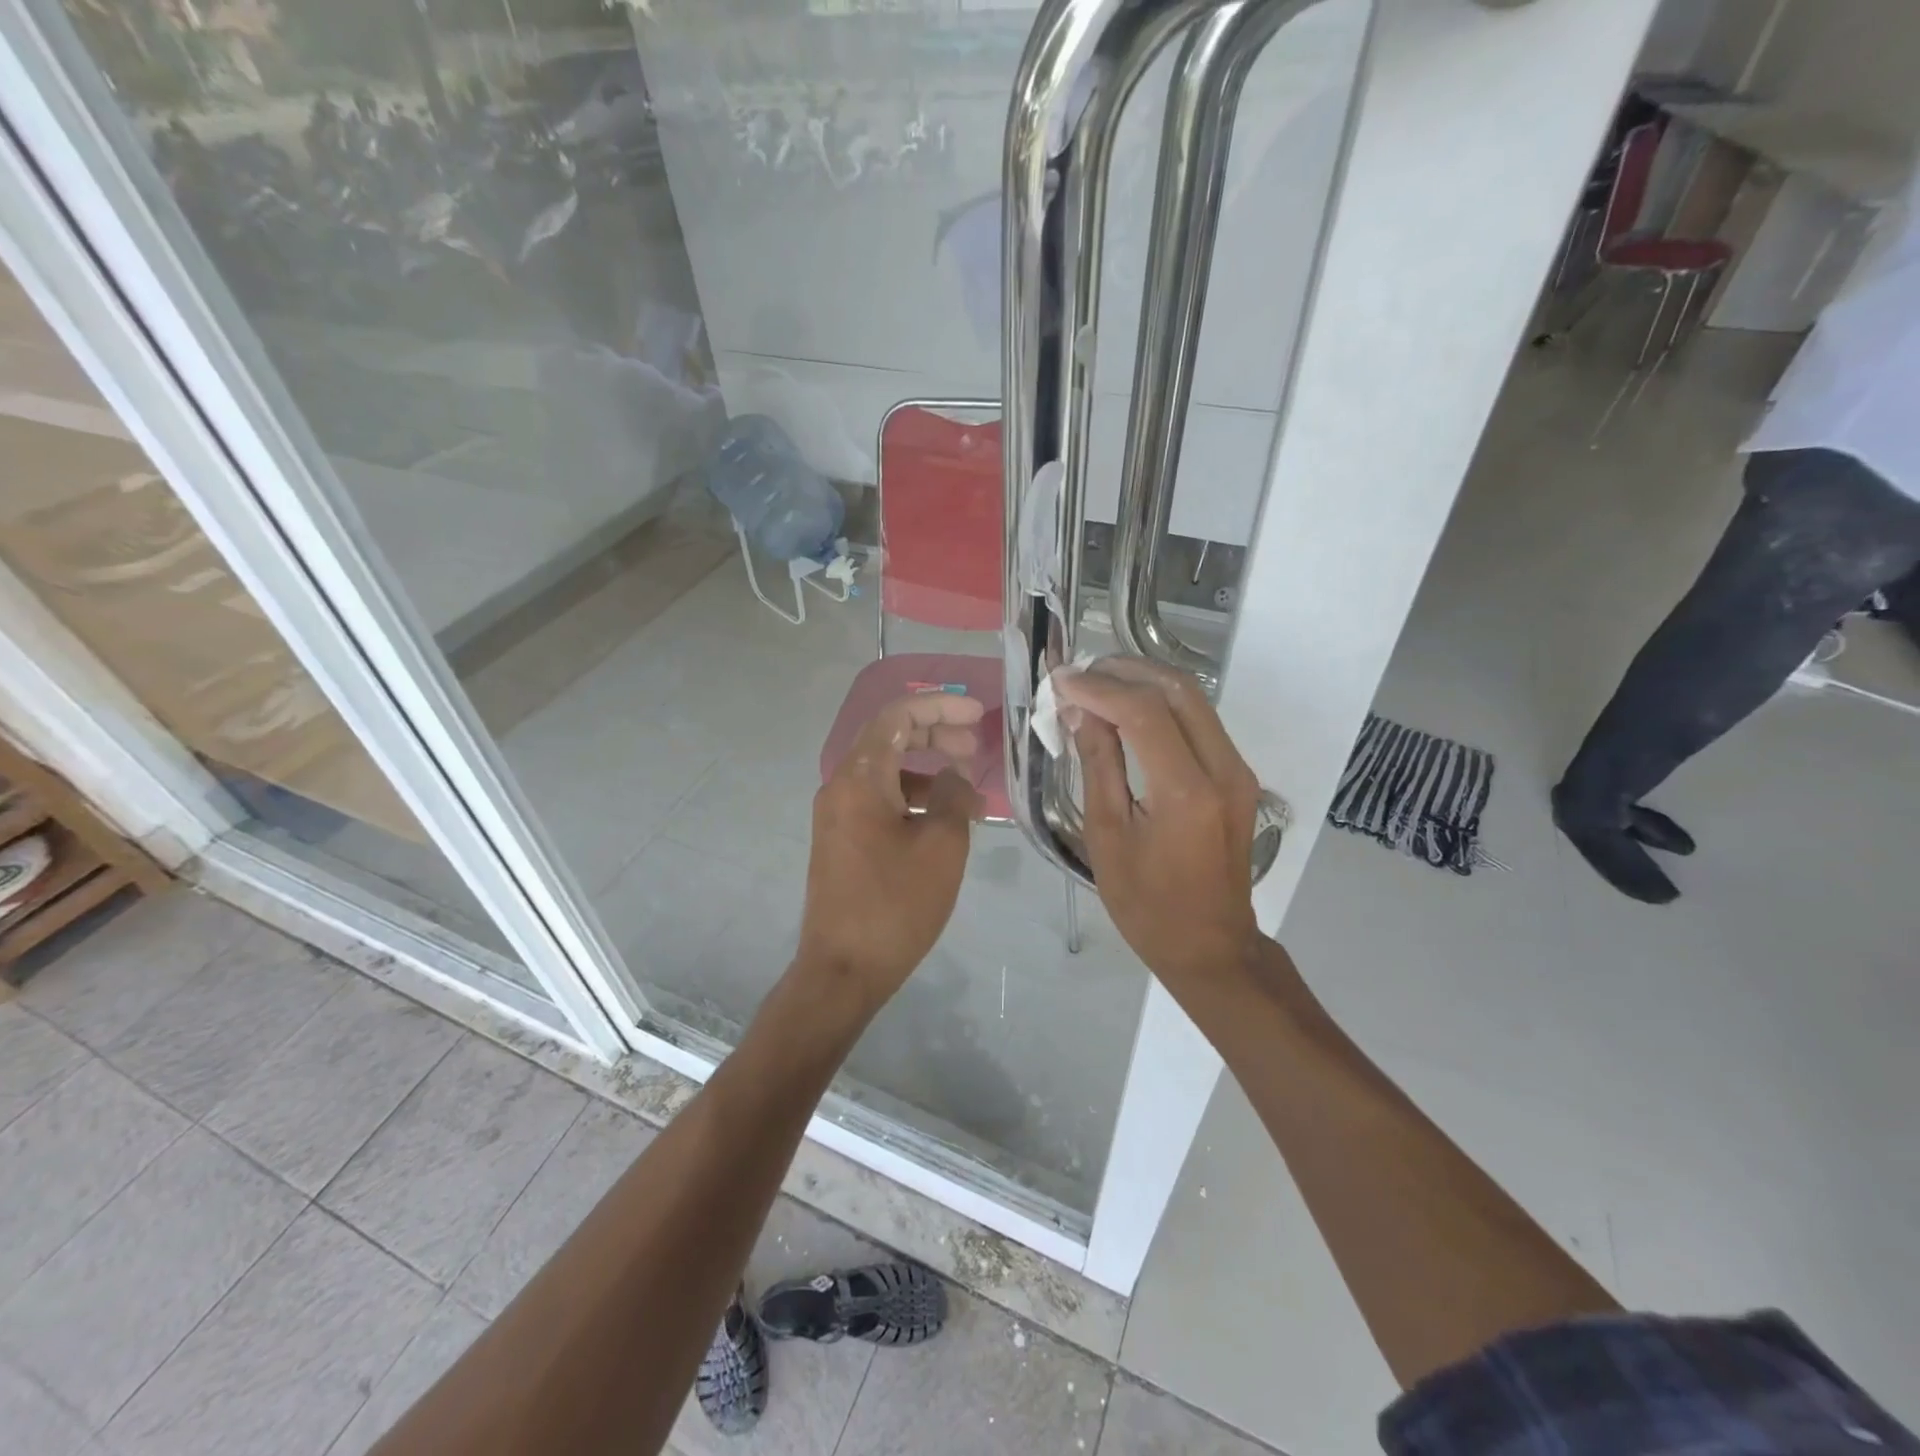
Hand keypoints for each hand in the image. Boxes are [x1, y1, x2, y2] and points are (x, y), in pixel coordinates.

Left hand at [796, 693, 984, 1007]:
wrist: (842, 970)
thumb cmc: (895, 904)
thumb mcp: (941, 846)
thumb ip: (951, 797)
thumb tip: (953, 776)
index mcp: (860, 778)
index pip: (897, 716)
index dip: (939, 706)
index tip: (976, 714)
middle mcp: (840, 787)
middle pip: (889, 739)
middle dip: (934, 734)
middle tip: (973, 747)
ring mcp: (836, 815)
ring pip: (885, 772)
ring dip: (925, 770)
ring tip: (965, 791)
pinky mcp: (840, 840)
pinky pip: (878, 800)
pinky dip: (910, 798)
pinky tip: (940, 819)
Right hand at [1055, 657, 1261, 985]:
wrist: (1211, 945)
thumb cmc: (1146, 904)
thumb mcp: (1107, 836)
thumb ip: (1098, 765)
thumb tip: (1081, 711)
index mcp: (1186, 791)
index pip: (1143, 711)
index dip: (1098, 688)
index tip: (1061, 681)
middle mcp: (1223, 769)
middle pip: (1177, 690)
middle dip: (1125, 671)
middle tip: (1080, 674)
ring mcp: (1238, 770)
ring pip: (1194, 699)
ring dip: (1144, 682)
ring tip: (1098, 685)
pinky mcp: (1238, 776)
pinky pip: (1200, 721)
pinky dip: (1162, 704)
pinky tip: (1128, 710)